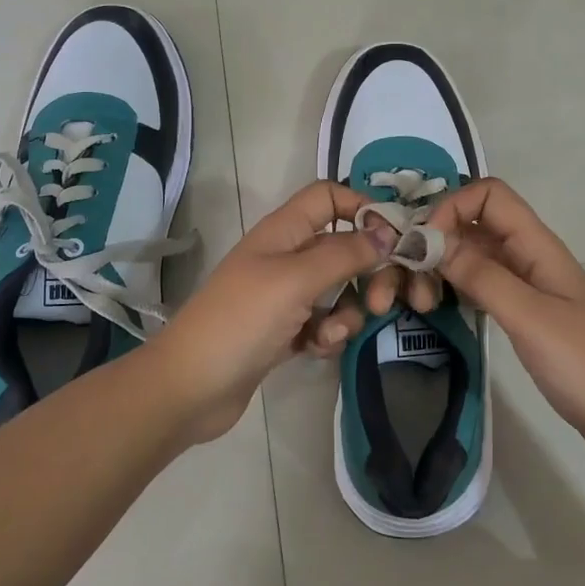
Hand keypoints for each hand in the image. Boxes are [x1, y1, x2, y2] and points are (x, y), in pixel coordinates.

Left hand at [151, 181, 389, 442]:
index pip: (328, 197)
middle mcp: (286, 257)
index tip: (394, 238)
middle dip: (368, 273)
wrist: (190, 388)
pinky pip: (324, 322)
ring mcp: (285, 296)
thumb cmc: (242, 321)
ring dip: (347, 311)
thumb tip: (388, 231)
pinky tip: (316, 350)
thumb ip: (345, 253)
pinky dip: (328, 334)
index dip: (361, 208)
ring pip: (339, 290)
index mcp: (283, 231)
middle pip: (344, 247)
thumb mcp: (295, 280)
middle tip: (381, 302)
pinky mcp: (286, 331)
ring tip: (332, 334)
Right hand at [410, 177, 584, 459]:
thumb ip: (483, 277)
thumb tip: (431, 241)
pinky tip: (438, 310)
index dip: (452, 207)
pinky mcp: (521, 312)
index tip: (423, 246)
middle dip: (437, 241)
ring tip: (422, 303)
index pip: (489, 195)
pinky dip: (454, 289)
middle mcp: (528, 256)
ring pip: (472, 255)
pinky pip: (479, 285)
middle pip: (473, 224)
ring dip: (441, 268)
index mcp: (537, 245)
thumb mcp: (531, 318)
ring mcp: (525, 285)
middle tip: (412, 283)